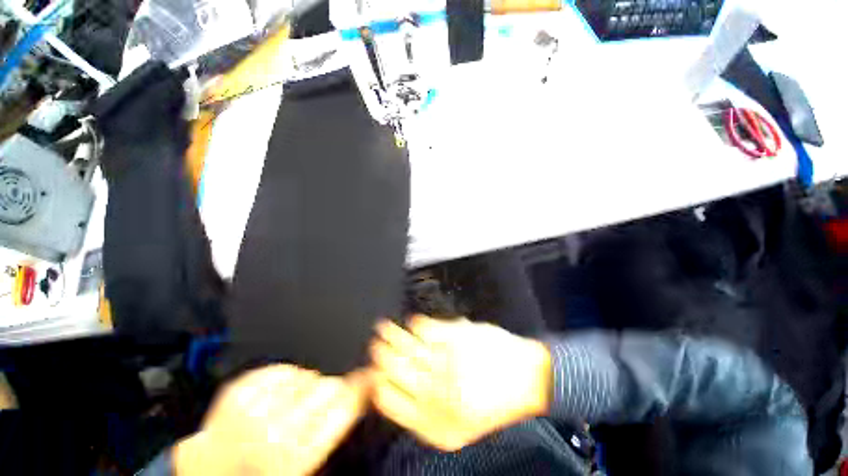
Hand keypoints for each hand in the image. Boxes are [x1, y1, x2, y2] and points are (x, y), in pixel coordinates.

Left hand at [173, 365, 366, 475]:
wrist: (213, 467)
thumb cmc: (265, 466)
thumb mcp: (306, 457)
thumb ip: (336, 422)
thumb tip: (362, 385)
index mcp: (297, 457)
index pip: (345, 409)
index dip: (361, 388)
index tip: (369, 375)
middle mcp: (276, 434)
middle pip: (329, 387)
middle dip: (331, 389)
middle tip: (318, 401)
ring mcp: (253, 410)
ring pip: (306, 375)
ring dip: (305, 386)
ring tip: (289, 404)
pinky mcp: (238, 391)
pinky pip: (281, 369)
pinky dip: (284, 378)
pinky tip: (274, 396)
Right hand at [370, 316, 550, 450]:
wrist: (530, 379)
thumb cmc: (494, 401)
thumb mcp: (459, 424)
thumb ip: (426, 410)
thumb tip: (393, 386)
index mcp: (434, 424)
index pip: (388, 401)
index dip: (375, 382)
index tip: (370, 368)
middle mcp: (437, 394)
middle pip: (395, 370)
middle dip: (380, 354)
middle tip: (373, 342)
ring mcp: (447, 362)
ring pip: (407, 346)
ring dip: (392, 335)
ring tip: (382, 327)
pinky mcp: (456, 337)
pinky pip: (426, 326)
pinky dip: (416, 323)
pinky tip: (412, 322)